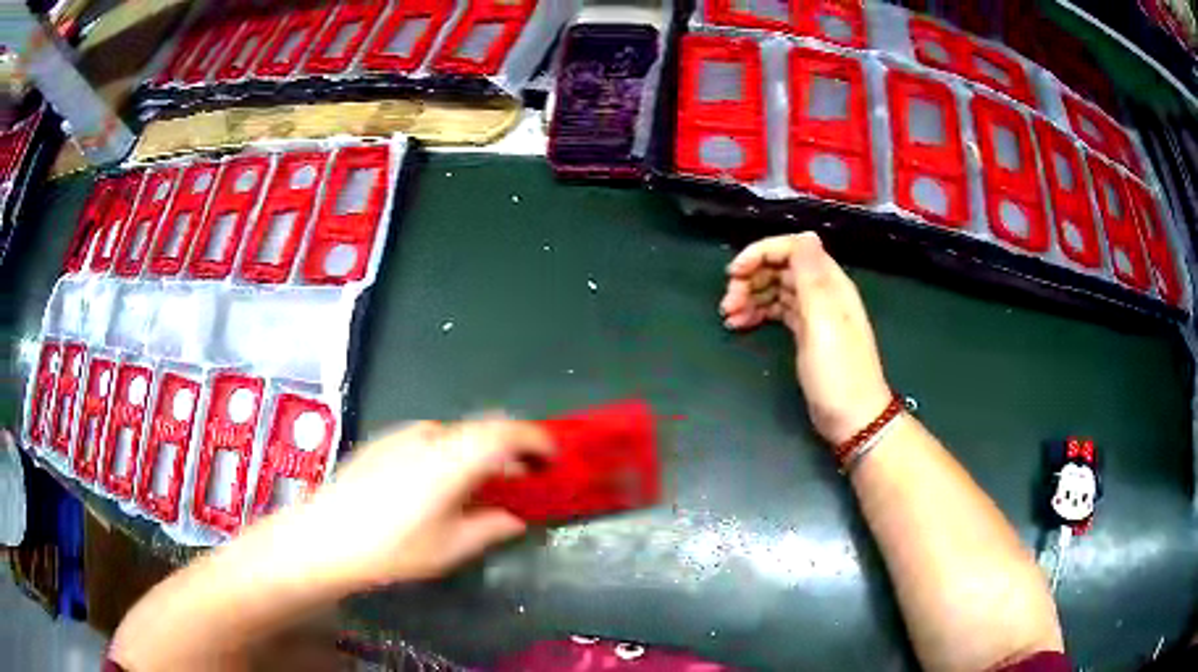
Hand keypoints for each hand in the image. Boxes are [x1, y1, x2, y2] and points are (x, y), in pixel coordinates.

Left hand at [292, 417, 553, 586]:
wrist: (325, 536)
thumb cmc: (391, 548)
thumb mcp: (449, 548)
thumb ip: (489, 528)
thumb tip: (515, 517)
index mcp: (450, 460)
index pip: (504, 433)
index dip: (535, 439)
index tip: (554, 456)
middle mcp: (429, 437)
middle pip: (482, 428)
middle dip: (511, 446)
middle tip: (526, 475)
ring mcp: (403, 435)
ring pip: (457, 433)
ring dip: (480, 450)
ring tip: (485, 483)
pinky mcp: (384, 441)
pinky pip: (432, 438)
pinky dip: (453, 451)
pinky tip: (443, 482)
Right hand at [720, 232, 891, 444]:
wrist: (852, 418)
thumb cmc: (838, 371)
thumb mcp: (824, 321)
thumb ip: (813, 276)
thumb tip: (805, 235)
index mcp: (829, 283)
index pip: (792, 248)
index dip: (760, 253)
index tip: (732, 274)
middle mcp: (822, 292)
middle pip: (780, 267)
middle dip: (750, 277)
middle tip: (726, 304)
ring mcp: (813, 314)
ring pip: (776, 289)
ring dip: (750, 296)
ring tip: (728, 317)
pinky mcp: (805, 334)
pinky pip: (777, 311)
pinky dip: (758, 313)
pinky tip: (740, 325)